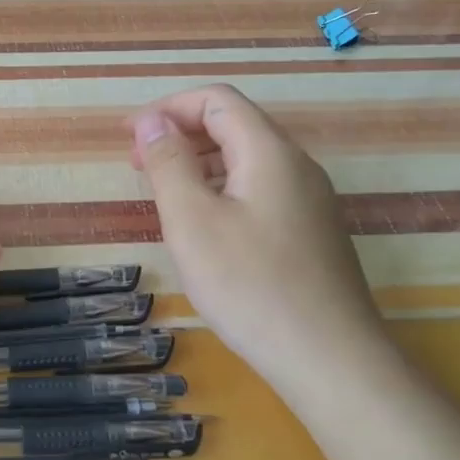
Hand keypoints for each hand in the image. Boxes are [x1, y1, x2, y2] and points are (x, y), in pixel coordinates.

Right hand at [126, 85, 385, 385]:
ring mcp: (310, 201)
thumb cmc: (250, 285)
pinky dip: (221, 190)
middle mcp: (296, 166)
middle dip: (180, 134)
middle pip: (234, 125)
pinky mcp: (311, 232)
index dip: (168, 108)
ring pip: (247, 160)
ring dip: (199, 163)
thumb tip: (152, 121)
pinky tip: (203, 226)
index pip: (216, 100)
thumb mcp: (192, 220)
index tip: (129, 136)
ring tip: (163, 194)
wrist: (330, 359)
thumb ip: (168, 163)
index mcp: (269, 152)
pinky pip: (259, 190)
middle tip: (138, 166)